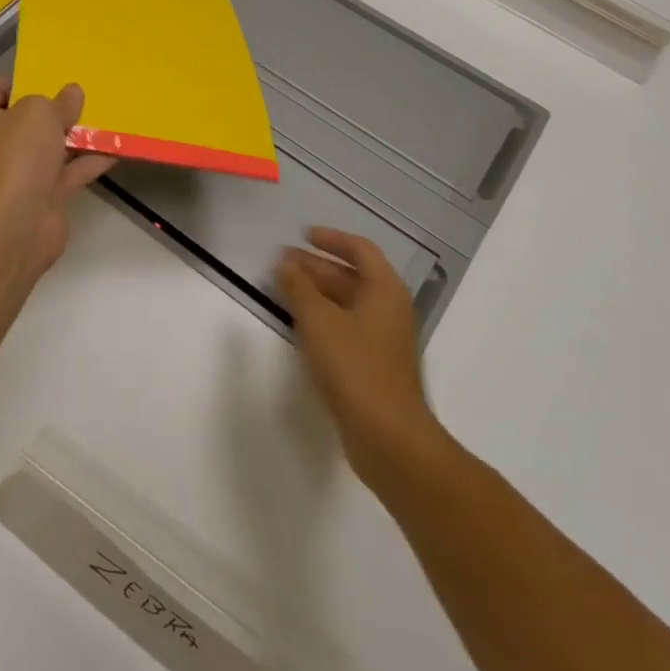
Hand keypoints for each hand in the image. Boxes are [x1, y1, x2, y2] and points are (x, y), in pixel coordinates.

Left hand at [0, 78, 114, 296]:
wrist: (13, 226)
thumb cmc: (15, 157)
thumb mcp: (38, 113)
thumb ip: (57, 102)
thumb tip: (71, 93)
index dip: (21, 79)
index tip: (52, 76)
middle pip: (25, 119)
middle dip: (54, 109)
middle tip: (84, 95)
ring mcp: (17, 173)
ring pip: (48, 147)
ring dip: (75, 136)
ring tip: (107, 117)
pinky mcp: (40, 197)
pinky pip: (67, 173)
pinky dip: (88, 163)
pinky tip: (115, 150)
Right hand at [274, 228, 443, 487]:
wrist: (388, 436)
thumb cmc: (355, 368)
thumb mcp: (319, 321)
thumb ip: (298, 287)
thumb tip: (284, 262)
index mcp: (384, 291)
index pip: (361, 250)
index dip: (332, 239)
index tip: (302, 234)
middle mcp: (388, 310)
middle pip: (352, 276)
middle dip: (316, 266)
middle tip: (281, 262)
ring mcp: (383, 339)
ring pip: (347, 303)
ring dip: (316, 292)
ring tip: (282, 288)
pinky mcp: (373, 365)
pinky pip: (345, 327)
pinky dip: (322, 317)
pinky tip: (299, 324)